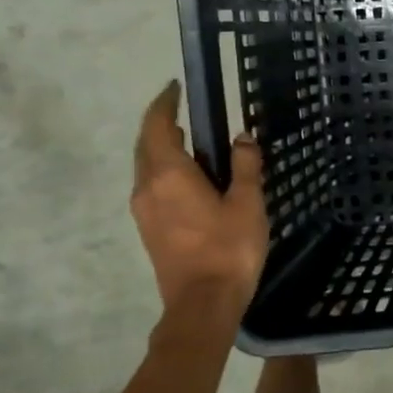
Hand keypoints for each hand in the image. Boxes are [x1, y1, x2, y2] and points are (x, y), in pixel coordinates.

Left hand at [131, 81, 268, 309]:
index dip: (165, 104)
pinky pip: (152, 186)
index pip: (159, 126)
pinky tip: (189, 177)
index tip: (175, 88)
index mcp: (169, 174)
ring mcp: (144, 211)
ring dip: (162, 148)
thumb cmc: (228, 249)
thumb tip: (241, 138)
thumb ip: (245, 166)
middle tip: (184, 111)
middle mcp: (147, 187)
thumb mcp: (248, 202)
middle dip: (161, 124)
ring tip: (190, 141)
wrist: (202, 304)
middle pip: (146, 145)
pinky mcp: (149, 230)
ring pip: (146, 167)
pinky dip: (165, 170)